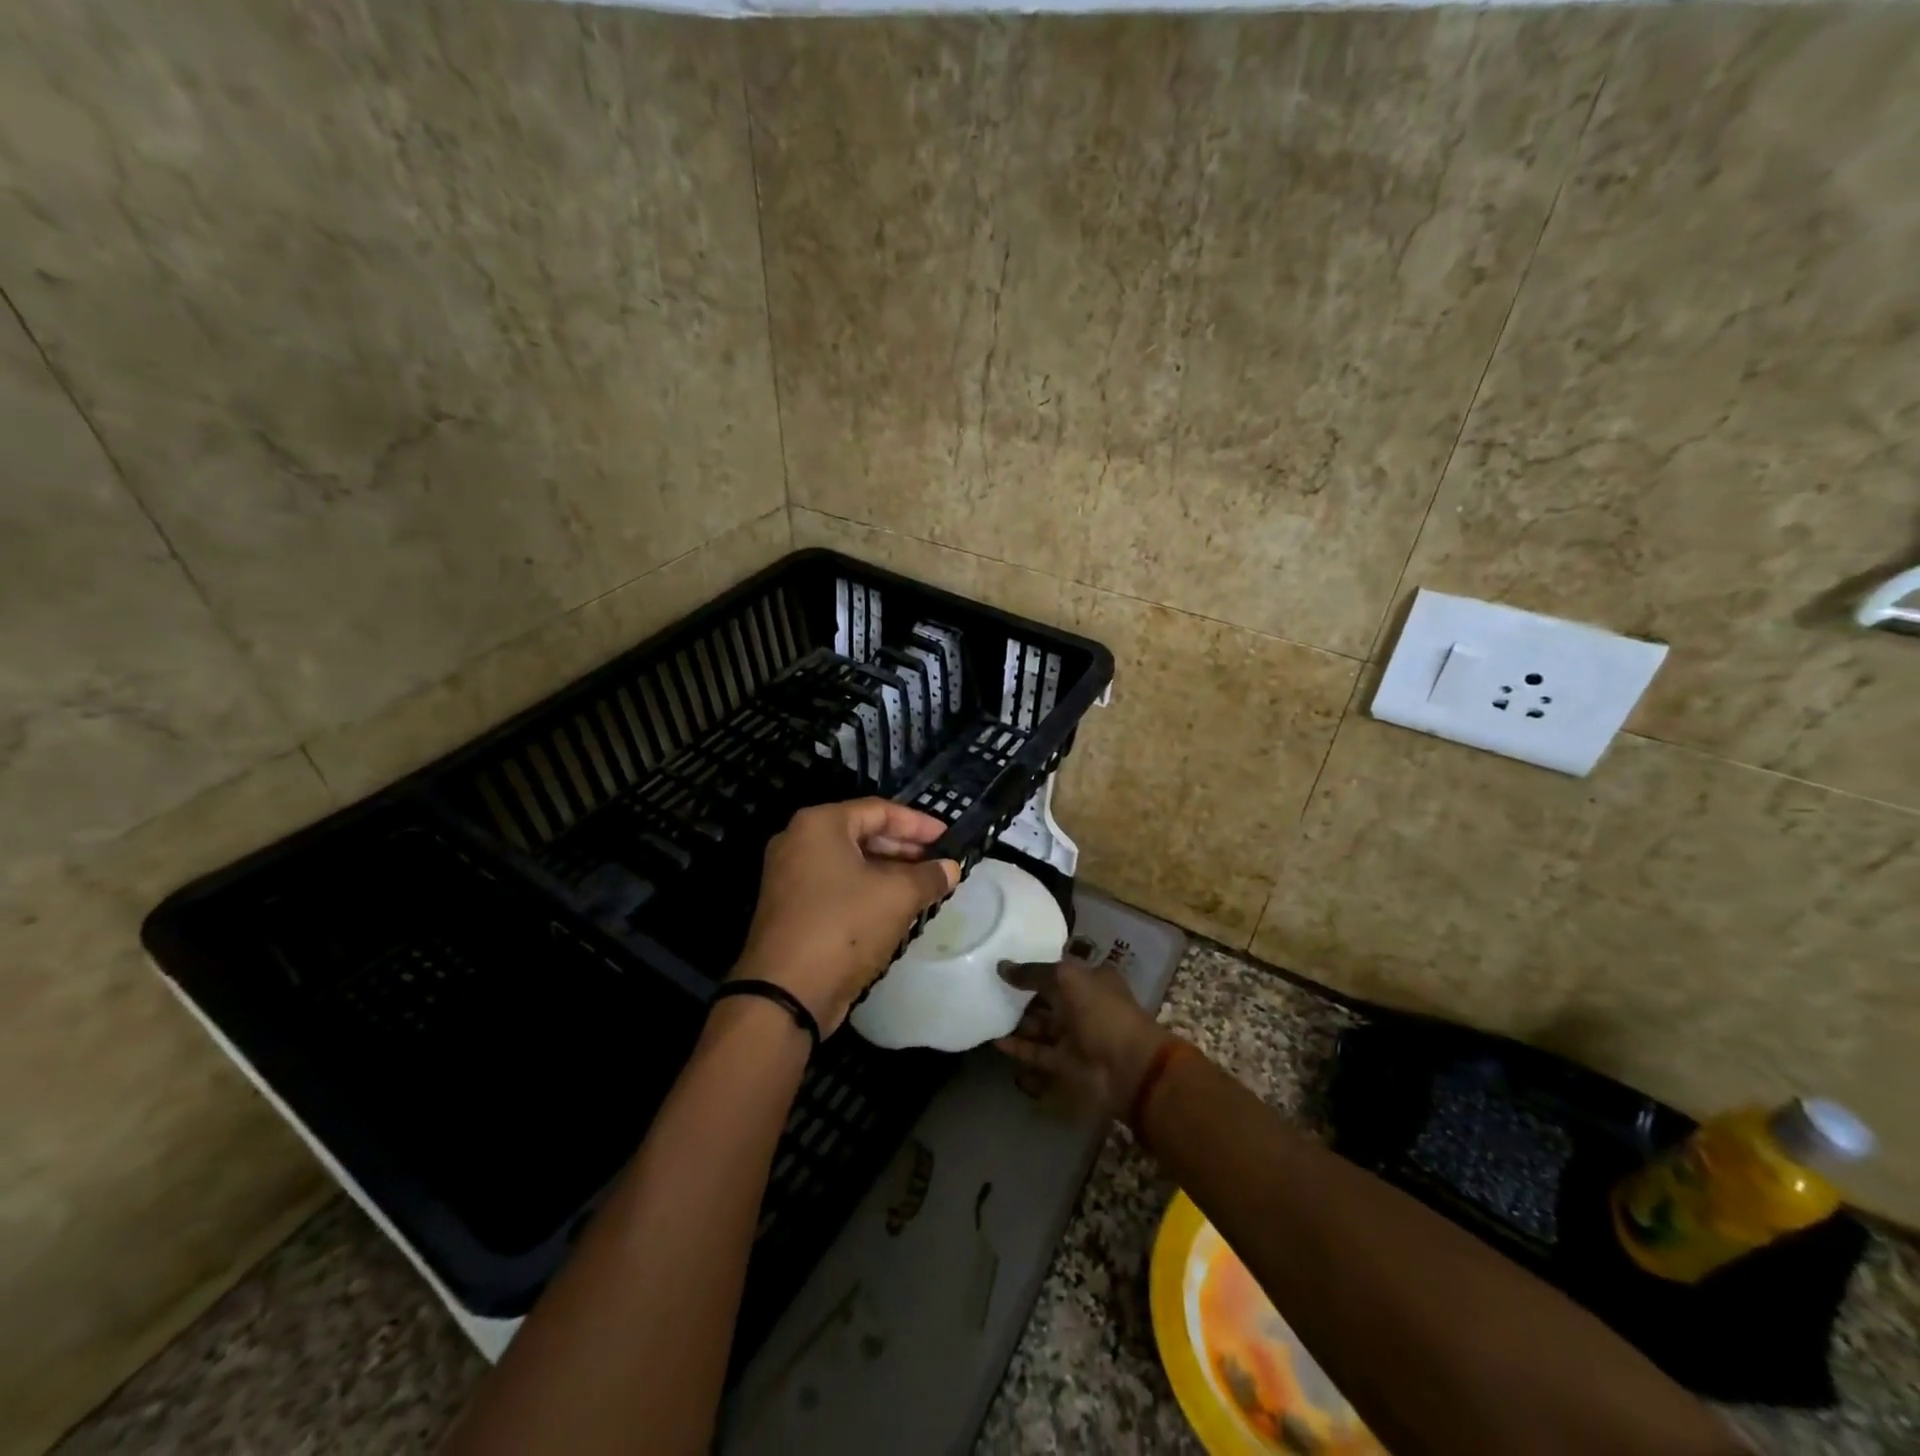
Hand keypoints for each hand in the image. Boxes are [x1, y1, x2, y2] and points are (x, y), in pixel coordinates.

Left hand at [734, 799, 958, 1034]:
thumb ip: (929, 877)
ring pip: (850, 862)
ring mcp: (790, 876)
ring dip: (888, 871)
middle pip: (862, 833)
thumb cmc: (844, 927)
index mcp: (819, 825)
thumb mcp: (897, 897)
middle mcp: (798, 841)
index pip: (878, 810)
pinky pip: (836, 886)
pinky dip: (867, 890)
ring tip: (924, 885)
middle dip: (904, 848)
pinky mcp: (791, 907)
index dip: (918, 823)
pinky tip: (896, 907)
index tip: (947, 837)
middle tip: (938, 862)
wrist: (786, 993)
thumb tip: (951, 868)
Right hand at [994, 958, 1171, 1122]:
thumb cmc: (1101, 1012)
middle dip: (1022, 995)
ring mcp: (1074, 1036)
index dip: (1035, 965)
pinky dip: (1018, 1048)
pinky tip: (995, 1041)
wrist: (1127, 1068)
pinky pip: (1037, 1053)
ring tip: (988, 1012)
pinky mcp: (1065, 1063)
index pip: (1059, 969)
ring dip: (1017, 1022)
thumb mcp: (1067, 979)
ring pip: (1041, 1026)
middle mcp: (1083, 1006)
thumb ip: (1033, 973)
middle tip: (989, 987)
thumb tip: (1001, 966)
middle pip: (1047, 998)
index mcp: (1092, 980)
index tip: (1005, 961)